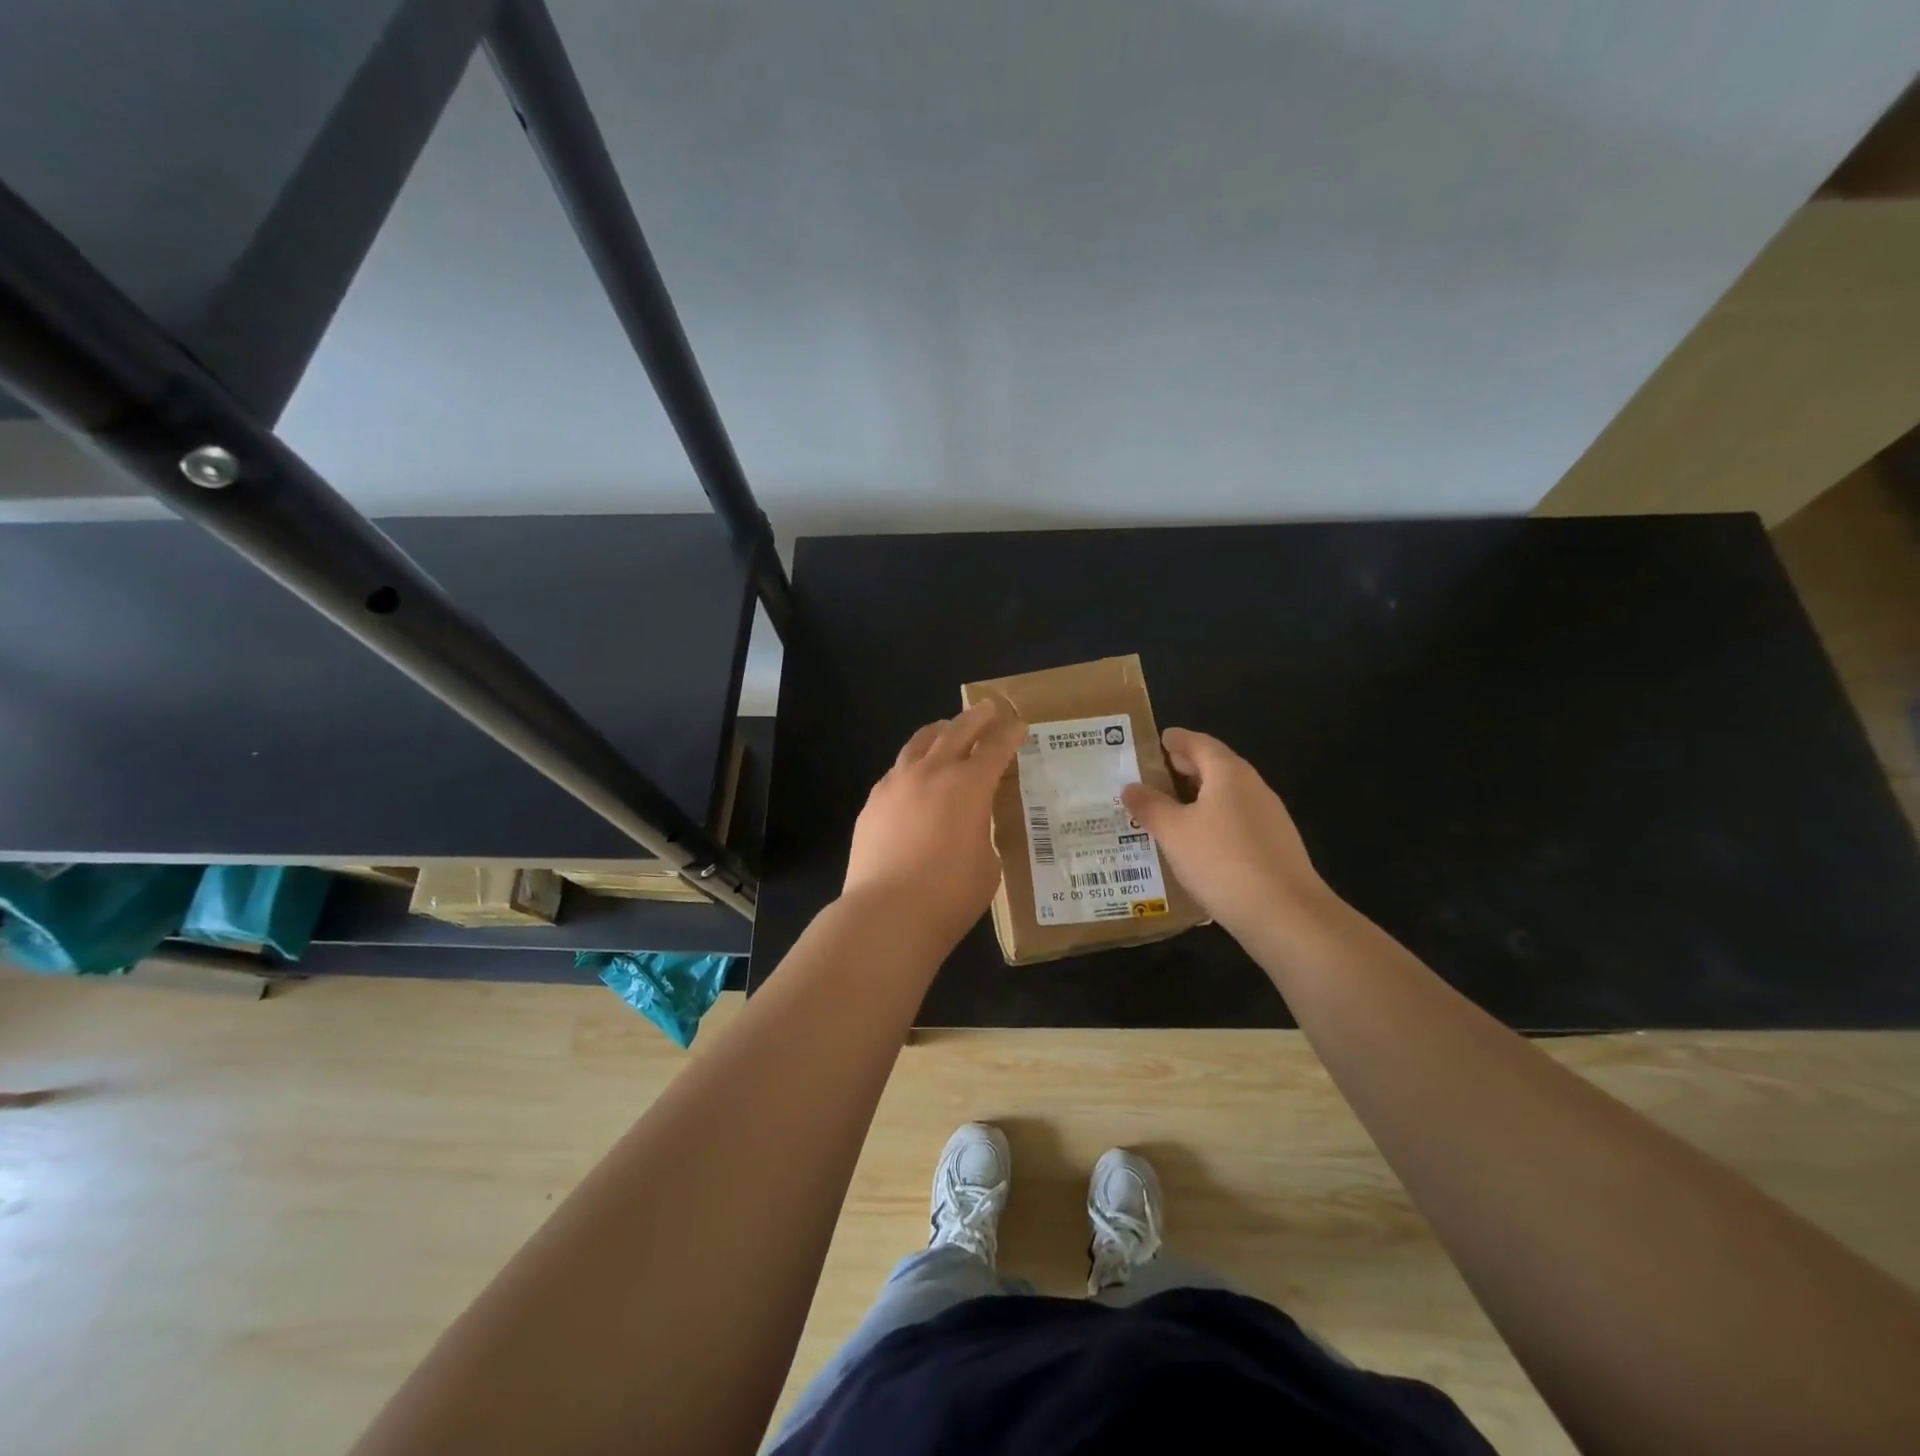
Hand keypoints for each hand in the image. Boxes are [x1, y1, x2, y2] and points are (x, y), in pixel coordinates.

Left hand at [843, 699, 1025, 946]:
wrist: (886, 913)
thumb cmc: (950, 894)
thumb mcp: (987, 863)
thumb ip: (981, 832)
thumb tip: (968, 826)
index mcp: (969, 785)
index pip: (994, 748)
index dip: (1009, 735)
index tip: (1018, 726)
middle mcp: (932, 773)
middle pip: (956, 732)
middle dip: (976, 718)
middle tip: (988, 710)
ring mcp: (896, 784)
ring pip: (919, 743)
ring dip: (939, 732)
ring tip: (946, 729)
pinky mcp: (872, 803)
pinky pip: (897, 770)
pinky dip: (913, 764)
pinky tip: (914, 774)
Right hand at [1121, 728, 1337, 943]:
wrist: (1285, 915)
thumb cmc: (1222, 860)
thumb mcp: (1174, 832)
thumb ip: (1150, 806)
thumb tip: (1131, 787)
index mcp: (1229, 774)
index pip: (1200, 743)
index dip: (1177, 740)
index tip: (1159, 739)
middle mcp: (1253, 788)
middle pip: (1216, 768)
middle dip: (1186, 768)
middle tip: (1155, 774)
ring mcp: (1269, 819)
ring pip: (1226, 797)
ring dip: (1198, 798)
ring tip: (1168, 810)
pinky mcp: (1274, 847)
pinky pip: (1236, 823)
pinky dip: (1213, 822)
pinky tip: (1196, 844)